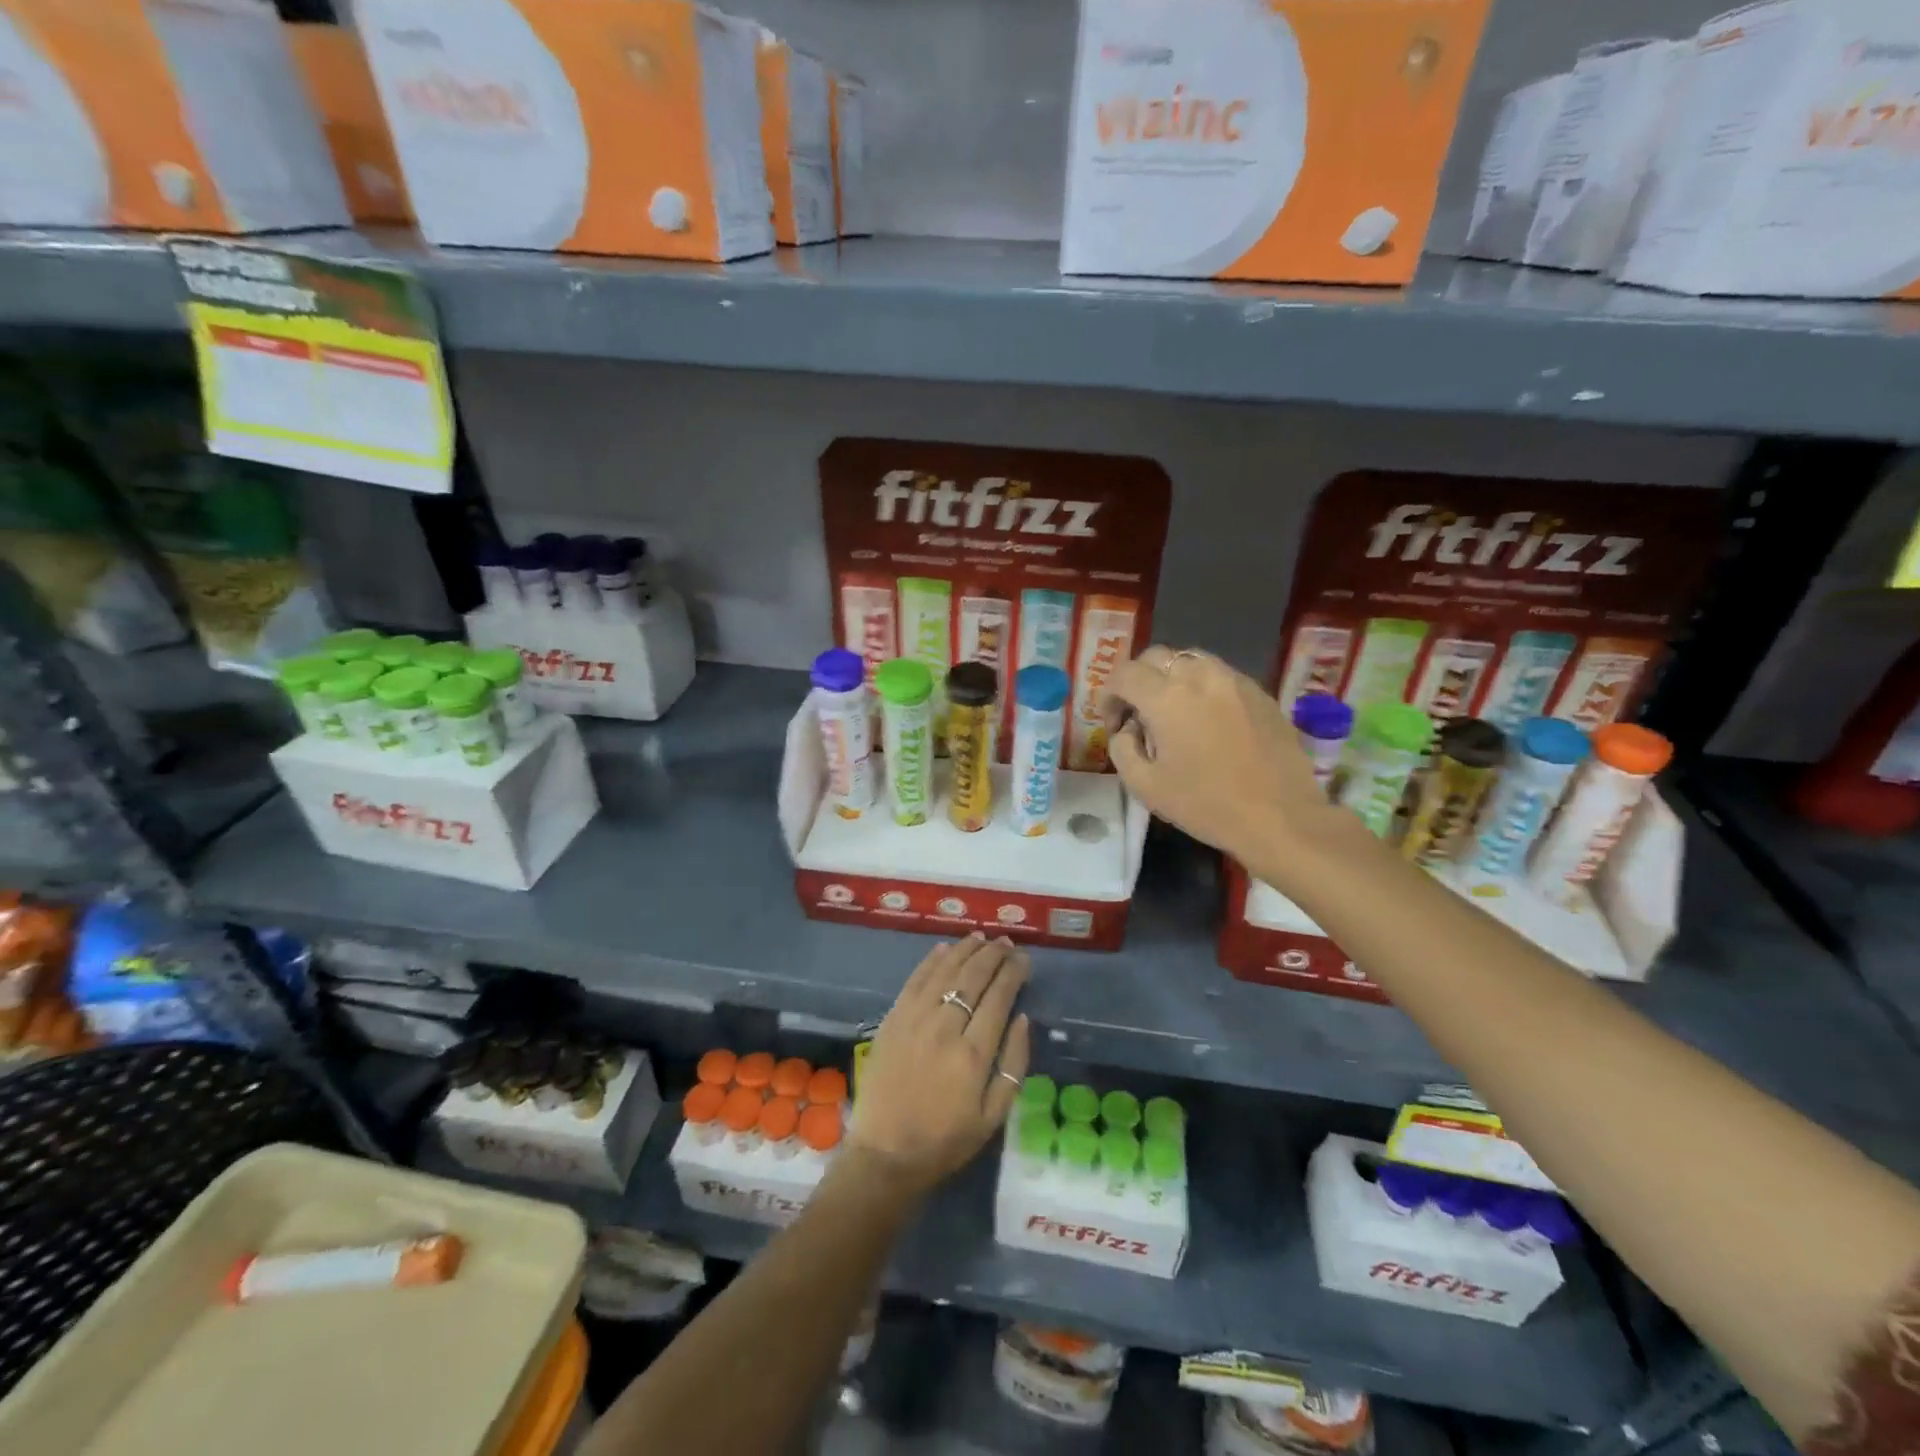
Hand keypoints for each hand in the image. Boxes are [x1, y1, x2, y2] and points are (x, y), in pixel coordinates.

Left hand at [846, 934, 1031, 1196]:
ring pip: (945, 971)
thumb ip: (1013, 1064)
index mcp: (973, 1054)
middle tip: (1006, 943)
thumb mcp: (994, 1116)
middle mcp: (945, 1027)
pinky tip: (945, 949)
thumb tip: (1023, 1018)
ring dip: (965, 950)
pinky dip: (932, 961)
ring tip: (981, 938)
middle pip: (973, 977)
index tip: (1024, 959)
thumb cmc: (946, 1140)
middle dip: (993, 955)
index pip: (999, 997)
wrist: (885, 1153)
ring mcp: (914, 1019)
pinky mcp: (893, 1019)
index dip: (1013, 972)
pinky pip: (915, 980)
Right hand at [1103, 645, 1340, 868]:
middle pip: (1156, 657)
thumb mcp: (1144, 786)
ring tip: (1174, 712)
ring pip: (1191, 659)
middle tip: (1138, 714)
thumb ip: (1122, 748)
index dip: (1109, 695)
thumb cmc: (1205, 805)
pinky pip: (1220, 675)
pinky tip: (1207, 720)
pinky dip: (1203, 687)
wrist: (1280, 818)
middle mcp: (1200, 676)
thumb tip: (1128, 728)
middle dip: (1138, 680)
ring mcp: (1234, 680)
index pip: (1124, 674)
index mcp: (1166, 698)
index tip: (1114, 723)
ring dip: (1172, 678)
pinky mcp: (1260, 692)